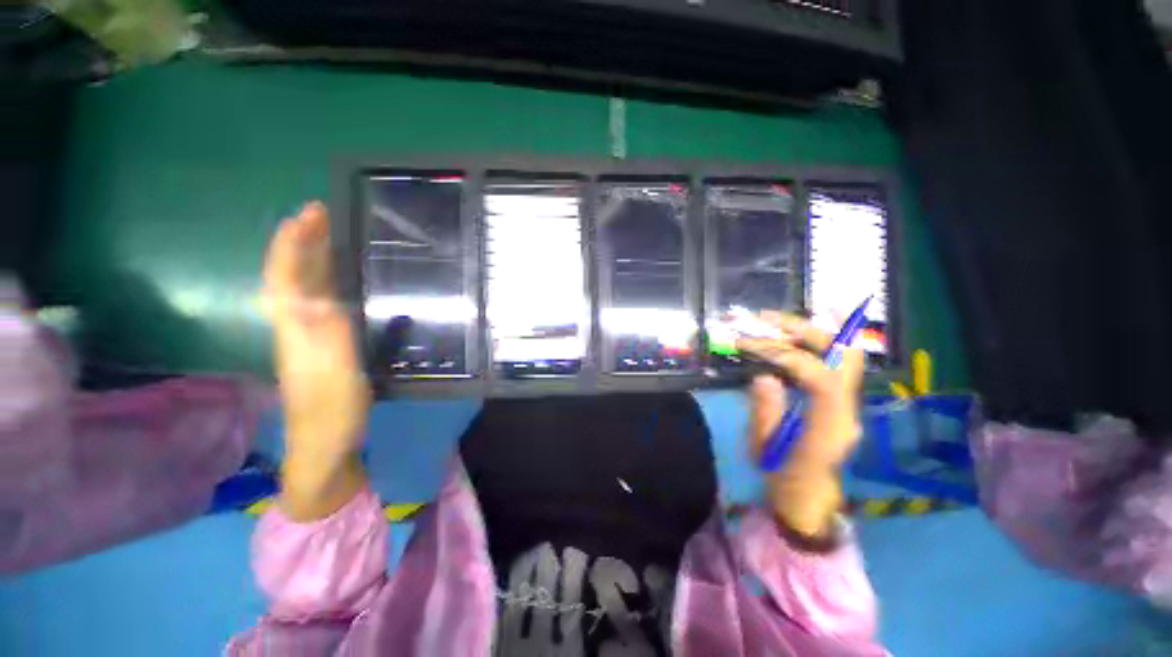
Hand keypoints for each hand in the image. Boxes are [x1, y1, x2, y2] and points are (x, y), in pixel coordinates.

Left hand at [263, 201, 370, 518]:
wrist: (325, 445)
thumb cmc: (332, 410)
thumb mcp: (336, 371)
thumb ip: (328, 333)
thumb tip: (321, 294)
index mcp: (297, 329)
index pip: (285, 277)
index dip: (293, 244)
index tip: (311, 214)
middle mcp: (296, 327)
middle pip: (291, 277)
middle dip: (303, 243)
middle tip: (326, 217)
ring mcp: (308, 337)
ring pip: (304, 289)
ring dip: (314, 259)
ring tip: (335, 239)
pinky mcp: (324, 346)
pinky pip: (320, 303)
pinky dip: (328, 283)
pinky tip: (346, 282)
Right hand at [738, 312, 864, 538]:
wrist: (810, 502)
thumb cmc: (783, 480)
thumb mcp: (763, 449)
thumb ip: (764, 410)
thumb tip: (763, 375)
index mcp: (828, 429)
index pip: (822, 380)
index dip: (790, 357)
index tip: (755, 347)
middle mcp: (847, 412)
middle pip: (843, 359)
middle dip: (806, 331)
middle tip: (767, 320)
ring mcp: (847, 406)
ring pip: (843, 356)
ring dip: (811, 332)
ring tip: (774, 322)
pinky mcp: (839, 403)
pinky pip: (833, 364)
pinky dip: (814, 344)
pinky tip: (792, 335)